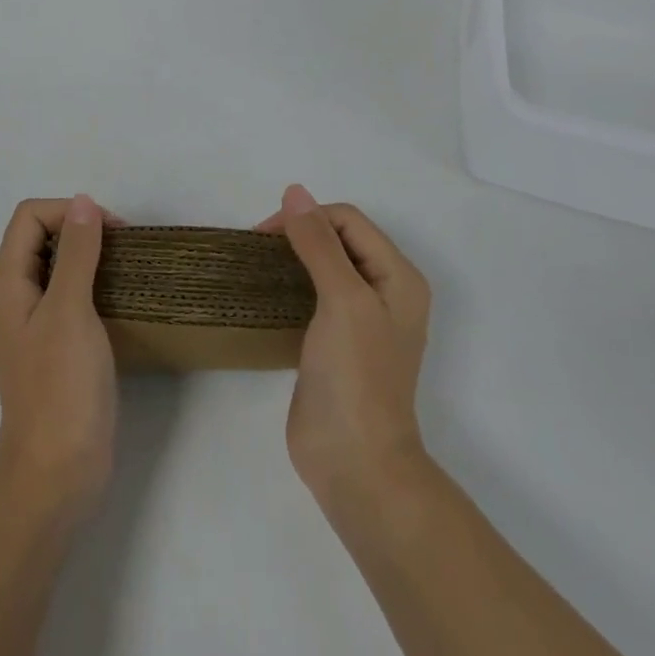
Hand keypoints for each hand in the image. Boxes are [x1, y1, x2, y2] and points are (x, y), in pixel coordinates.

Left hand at [0, 195, 118, 527]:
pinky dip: (91, 283)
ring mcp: (32, 322)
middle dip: (80, 229)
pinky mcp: (53, 345)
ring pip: (56, 265)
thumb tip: (83, 202)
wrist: (57, 474)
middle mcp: (13, 295)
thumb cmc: (61, 388)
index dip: (68, 212)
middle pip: (40, 236)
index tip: (111, 231)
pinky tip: (119, 297)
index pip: (30, 216)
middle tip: (122, 246)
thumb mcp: (70, 311)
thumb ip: (76, 253)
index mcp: (6, 282)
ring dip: (88, 255)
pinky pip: (68, 294)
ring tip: (126, 266)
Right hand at [257, 185, 431, 505]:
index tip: (265, 236)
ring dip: (291, 257)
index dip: (309, 218)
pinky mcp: (334, 342)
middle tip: (257, 248)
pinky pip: (312, 295)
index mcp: (398, 276)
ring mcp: (360, 319)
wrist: (355, 464)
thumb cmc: (356, 376)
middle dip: (298, 233)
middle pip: (337, 238)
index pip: (348, 220)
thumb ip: (319, 243)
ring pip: (323, 265)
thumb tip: (295, 191)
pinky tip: (265, 292)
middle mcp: (384, 291)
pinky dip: (289, 284)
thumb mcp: (342, 299)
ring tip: (256, 265)